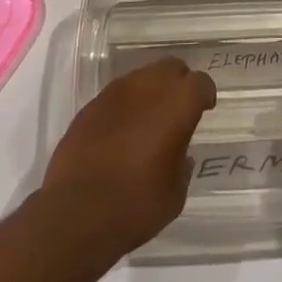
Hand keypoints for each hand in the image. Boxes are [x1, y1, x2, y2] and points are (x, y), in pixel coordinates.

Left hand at [41, 58, 216, 255]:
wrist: (76, 213)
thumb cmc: (136, 205)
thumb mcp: (175, 194)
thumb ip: (182, 165)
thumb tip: (179, 155)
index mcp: (177, 103)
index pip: (200, 82)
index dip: (205, 94)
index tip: (205, 108)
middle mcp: (148, 86)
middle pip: (171, 67)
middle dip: (178, 83)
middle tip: (179, 109)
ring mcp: (116, 92)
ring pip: (142, 76)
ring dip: (151, 91)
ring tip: (149, 119)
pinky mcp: (91, 104)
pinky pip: (117, 94)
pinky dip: (126, 105)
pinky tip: (122, 131)